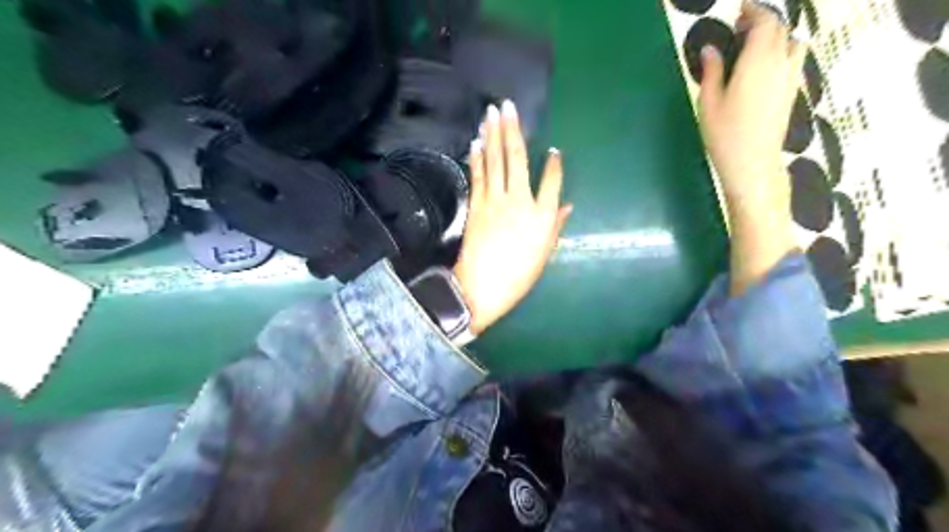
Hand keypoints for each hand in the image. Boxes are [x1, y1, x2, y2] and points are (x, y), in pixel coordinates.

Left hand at [453, 102, 569, 334]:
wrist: (482, 287)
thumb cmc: (518, 276)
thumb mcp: (544, 254)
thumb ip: (556, 226)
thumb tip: (568, 206)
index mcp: (543, 216)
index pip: (552, 182)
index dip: (554, 164)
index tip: (553, 151)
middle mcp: (520, 201)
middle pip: (517, 159)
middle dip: (513, 130)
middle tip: (508, 106)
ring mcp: (496, 201)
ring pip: (495, 161)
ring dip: (493, 135)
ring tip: (491, 113)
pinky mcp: (477, 205)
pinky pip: (478, 175)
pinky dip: (477, 157)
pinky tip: (477, 141)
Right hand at [696, 0, 807, 293]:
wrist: (752, 163)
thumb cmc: (724, 134)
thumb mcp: (709, 102)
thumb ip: (712, 71)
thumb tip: (712, 49)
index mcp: (758, 61)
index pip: (765, 23)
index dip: (754, 11)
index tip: (740, 9)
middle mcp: (780, 63)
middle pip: (780, 30)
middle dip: (763, 21)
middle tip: (741, 26)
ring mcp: (790, 77)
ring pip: (792, 43)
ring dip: (776, 36)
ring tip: (754, 46)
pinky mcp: (792, 92)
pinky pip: (793, 59)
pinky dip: (781, 52)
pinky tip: (763, 66)